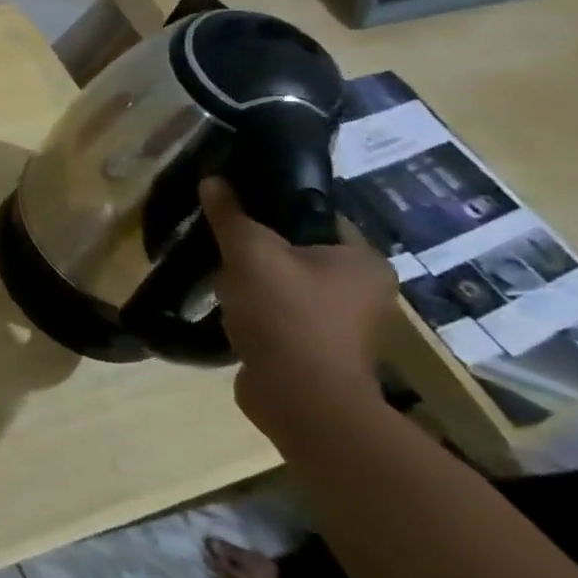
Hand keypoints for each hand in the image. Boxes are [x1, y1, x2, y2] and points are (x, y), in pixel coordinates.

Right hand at [199, 178, 398, 436]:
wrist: (299, 397)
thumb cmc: (286, 313)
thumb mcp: (249, 252)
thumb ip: (231, 215)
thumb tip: (214, 180)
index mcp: (364, 261)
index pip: (318, 214)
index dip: (276, 203)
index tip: (236, 200)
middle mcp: (364, 291)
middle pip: (301, 249)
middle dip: (259, 244)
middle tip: (221, 235)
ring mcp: (343, 324)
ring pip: (288, 283)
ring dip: (255, 278)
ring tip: (218, 269)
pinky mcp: (317, 348)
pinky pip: (281, 312)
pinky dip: (256, 307)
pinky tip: (226, 303)